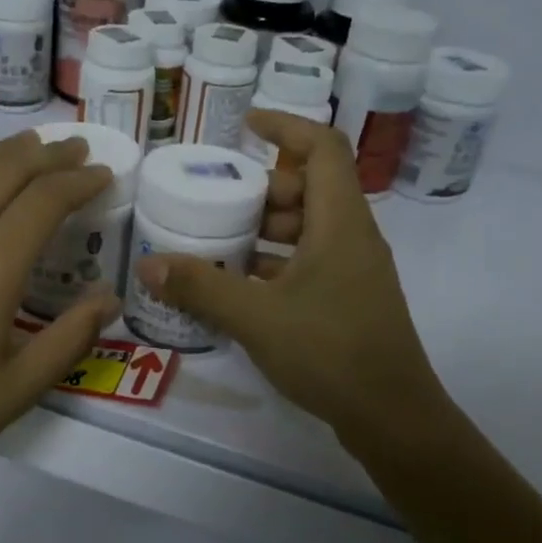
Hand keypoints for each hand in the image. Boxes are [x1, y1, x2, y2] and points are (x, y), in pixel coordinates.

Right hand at [132, 111, 457, 456]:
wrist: (391, 416)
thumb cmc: (329, 352)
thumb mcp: (255, 316)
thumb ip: (201, 287)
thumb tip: (150, 265)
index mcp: (340, 222)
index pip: (323, 148)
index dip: (286, 127)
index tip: (245, 126)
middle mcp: (353, 237)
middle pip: (312, 187)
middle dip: (264, 187)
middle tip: (219, 199)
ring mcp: (354, 271)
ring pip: (311, 228)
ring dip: (268, 228)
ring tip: (221, 240)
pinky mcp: (350, 300)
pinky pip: (311, 261)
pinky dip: (277, 261)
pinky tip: (242, 284)